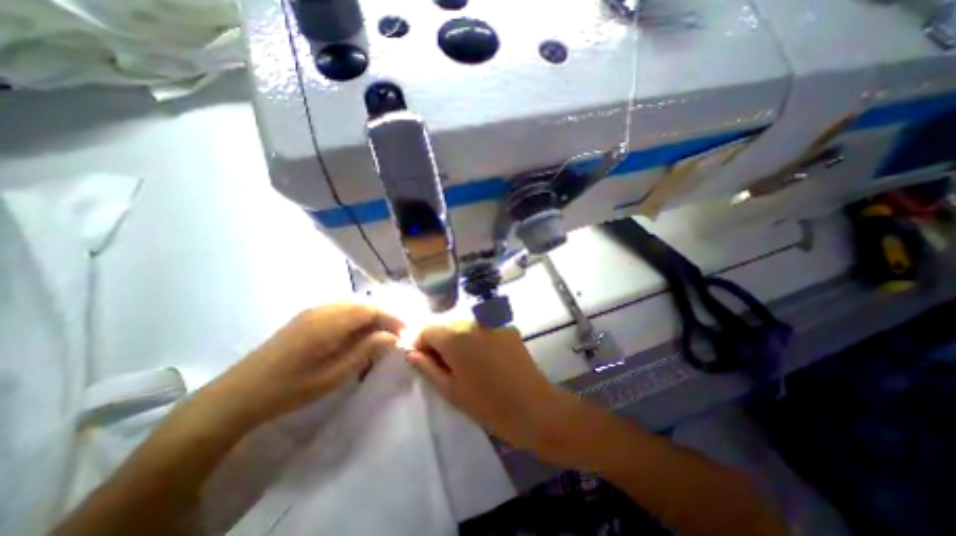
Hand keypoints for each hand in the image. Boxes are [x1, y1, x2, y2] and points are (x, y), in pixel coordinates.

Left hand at [205, 304, 402, 428]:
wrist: (239, 394)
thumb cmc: (290, 389)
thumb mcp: (333, 375)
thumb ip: (365, 351)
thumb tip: (392, 336)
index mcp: (329, 322)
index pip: (371, 309)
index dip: (392, 317)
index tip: (406, 331)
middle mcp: (323, 309)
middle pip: (364, 302)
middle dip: (384, 315)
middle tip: (397, 333)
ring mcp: (313, 310)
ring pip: (353, 303)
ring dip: (372, 314)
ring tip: (382, 332)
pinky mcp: (307, 316)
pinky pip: (341, 307)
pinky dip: (357, 315)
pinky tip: (359, 331)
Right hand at [405, 319, 587, 461]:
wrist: (535, 408)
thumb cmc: (488, 405)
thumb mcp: (451, 390)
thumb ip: (427, 366)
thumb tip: (411, 351)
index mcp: (456, 337)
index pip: (427, 328)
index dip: (421, 343)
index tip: (424, 361)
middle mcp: (473, 322)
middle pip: (447, 325)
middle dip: (441, 342)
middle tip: (447, 368)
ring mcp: (493, 323)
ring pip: (465, 327)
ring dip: (460, 341)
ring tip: (468, 365)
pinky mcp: (508, 328)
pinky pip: (484, 330)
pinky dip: (478, 340)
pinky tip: (488, 360)